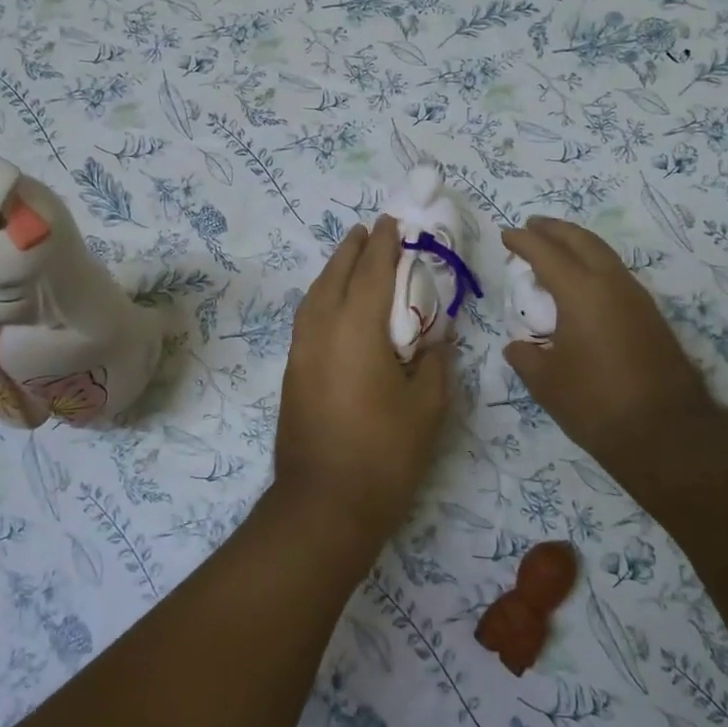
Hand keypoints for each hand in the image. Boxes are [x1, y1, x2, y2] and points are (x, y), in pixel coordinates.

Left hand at [275, 215, 450, 555]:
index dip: (383, 244)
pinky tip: (335, 304)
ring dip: (334, 270)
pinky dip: (322, 297)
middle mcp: (322, 330)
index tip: (392, 222)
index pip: (372, 272)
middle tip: (369, 230)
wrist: (323, 504)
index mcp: (357, 329)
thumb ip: (434, 362)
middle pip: (335, 275)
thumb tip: (435, 338)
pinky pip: (308, 317)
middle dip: (353, 249)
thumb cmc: (384, 454)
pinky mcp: (293, 372)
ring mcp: (301, 351)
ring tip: (351, 258)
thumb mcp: (427, 407)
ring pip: (315, 295)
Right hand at [501, 216, 715, 469]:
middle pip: (582, 241)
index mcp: (581, 292)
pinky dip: (594, 266)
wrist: (666, 433)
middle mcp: (612, 284)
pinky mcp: (651, 317)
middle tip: (532, 225)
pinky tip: (584, 284)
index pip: (546, 253)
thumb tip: (519, 346)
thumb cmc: (595, 403)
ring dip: (578, 245)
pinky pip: (616, 275)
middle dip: (555, 229)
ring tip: (556, 249)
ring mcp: (637, 299)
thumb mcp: (545, 382)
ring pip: (604, 255)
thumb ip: (526, 356)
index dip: (523, 241)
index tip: (506, 235)